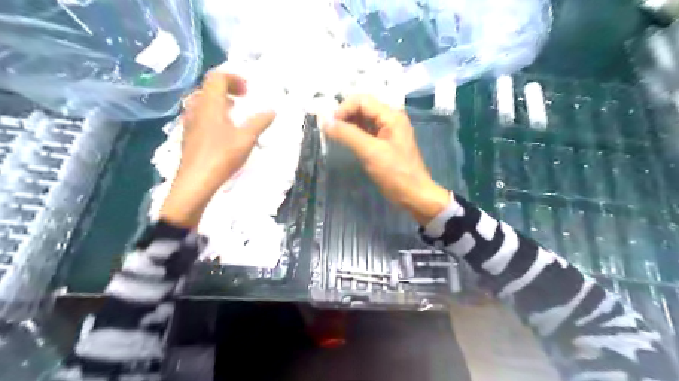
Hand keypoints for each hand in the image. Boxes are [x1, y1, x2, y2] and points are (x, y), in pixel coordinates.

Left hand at [161, 70, 274, 225]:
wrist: (196, 181)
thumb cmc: (222, 156)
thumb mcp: (246, 138)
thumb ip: (260, 122)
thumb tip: (272, 110)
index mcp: (210, 104)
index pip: (216, 77)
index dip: (233, 78)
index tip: (248, 91)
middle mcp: (196, 108)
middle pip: (208, 87)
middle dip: (227, 88)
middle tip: (243, 98)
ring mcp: (190, 121)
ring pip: (203, 101)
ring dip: (220, 101)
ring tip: (234, 112)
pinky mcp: (188, 134)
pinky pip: (200, 114)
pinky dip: (213, 114)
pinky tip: (223, 130)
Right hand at [323, 96, 448, 226]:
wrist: (414, 195)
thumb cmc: (395, 173)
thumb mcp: (370, 152)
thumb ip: (348, 135)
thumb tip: (325, 122)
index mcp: (391, 116)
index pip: (361, 100)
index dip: (343, 109)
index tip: (330, 126)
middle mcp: (390, 119)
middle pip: (362, 108)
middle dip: (344, 117)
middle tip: (330, 131)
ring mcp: (388, 131)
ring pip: (363, 120)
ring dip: (348, 126)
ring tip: (334, 137)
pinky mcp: (385, 143)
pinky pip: (367, 132)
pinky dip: (354, 135)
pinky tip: (345, 143)